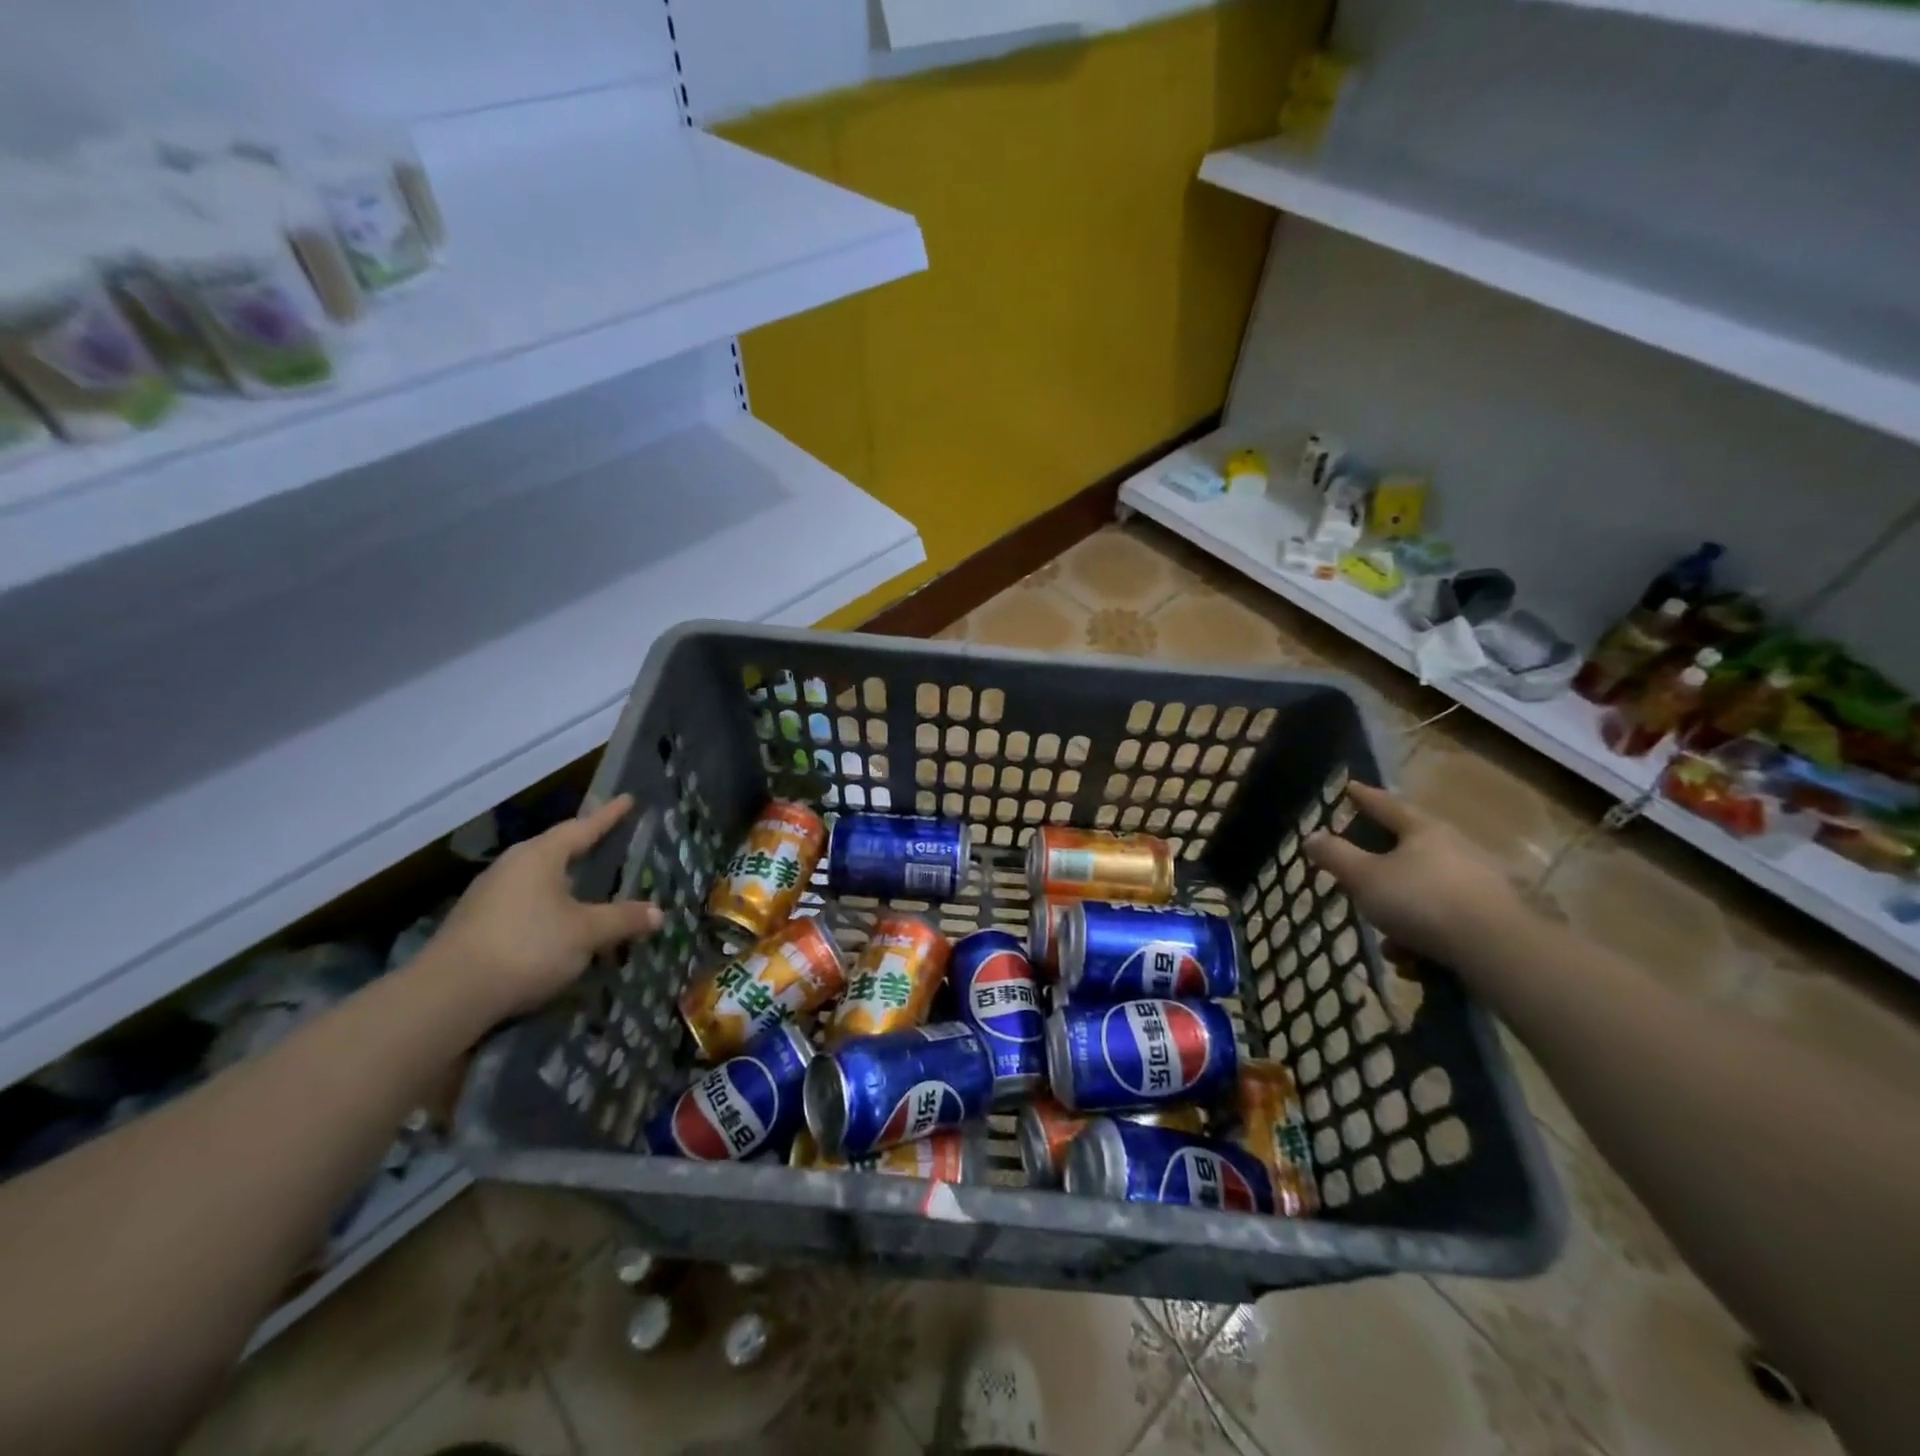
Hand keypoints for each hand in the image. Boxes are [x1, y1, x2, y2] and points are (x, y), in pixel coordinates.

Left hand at [426, 794, 662, 1018]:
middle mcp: (511, 867)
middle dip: (584, 847)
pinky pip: (524, 904)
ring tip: (589, 886)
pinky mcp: (476, 924)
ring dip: (565, 881)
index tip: (628, 799)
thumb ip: (623, 919)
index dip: (608, 816)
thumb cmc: (527, 947)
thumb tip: (658, 913)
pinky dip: (548, 907)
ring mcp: (488, 895)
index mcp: (539, 856)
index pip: (582, 827)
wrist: (449, 996)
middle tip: (610, 843)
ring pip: (538, 879)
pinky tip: (558, 924)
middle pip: (556, 850)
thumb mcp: (587, 933)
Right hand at [1304, 783, 1523, 968]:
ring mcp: (1480, 883)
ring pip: (1426, 892)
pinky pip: (1446, 921)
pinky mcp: (1494, 918)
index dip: (1364, 797)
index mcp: (1424, 831)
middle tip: (1362, 878)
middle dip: (1381, 870)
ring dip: (1402, 915)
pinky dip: (1425, 937)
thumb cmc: (1422, 901)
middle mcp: (1456, 849)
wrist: (1499, 950)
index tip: (1350, 787)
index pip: (1387, 805)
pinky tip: (1414, 961)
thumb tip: (1312, 836)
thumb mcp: (1365, 878)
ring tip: (1389, 944)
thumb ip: (1335, 856)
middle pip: (1410, 850)